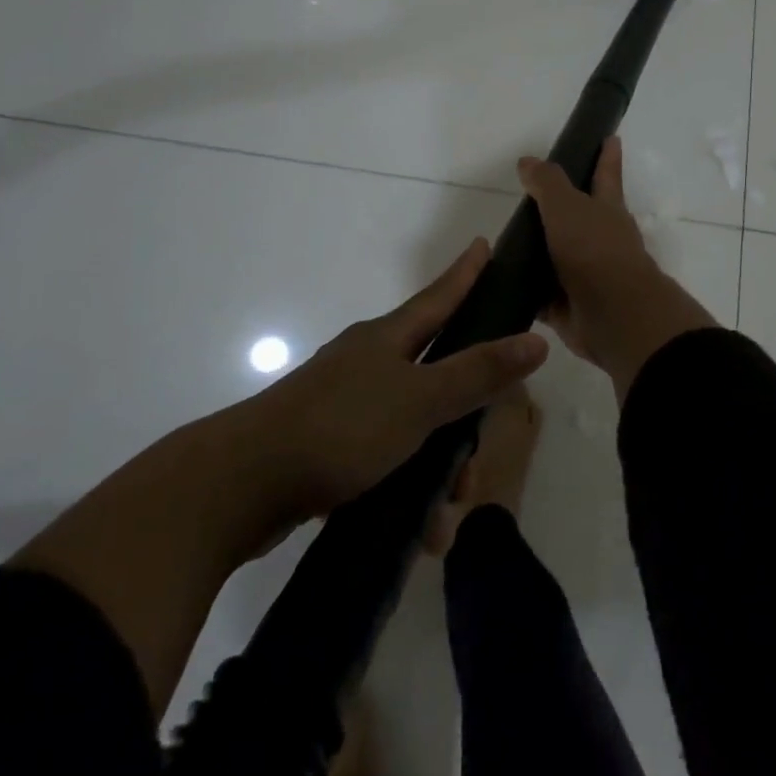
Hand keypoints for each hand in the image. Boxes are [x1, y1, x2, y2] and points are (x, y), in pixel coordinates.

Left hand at [247, 238, 548, 517]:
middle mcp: (366, 364)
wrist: (239, 485)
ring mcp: (344, 405)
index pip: (439, 297)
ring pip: (413, 428)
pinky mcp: (327, 448)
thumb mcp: (418, 401)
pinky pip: (385, 462)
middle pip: (435, 376)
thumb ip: (478, 373)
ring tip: (443, 517)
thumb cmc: (339, 428)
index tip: (485, 245)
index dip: (466, 273)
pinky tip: (416, 530)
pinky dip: (405, 490)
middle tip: (474, 466)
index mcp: (386, 340)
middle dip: (464, 421)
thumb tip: (536, 340)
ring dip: (436, 470)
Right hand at [519, 136, 717, 399]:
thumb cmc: (594, 250)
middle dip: (561, 208)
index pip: (606, 174)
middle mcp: (599, 240)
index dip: (607, 156)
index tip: (612, 137)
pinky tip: (500, 284)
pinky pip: (539, 294)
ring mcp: (585, 274)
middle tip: (530, 197)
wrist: (613, 315)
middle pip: (578, 217)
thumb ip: (547, 183)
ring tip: (504, 241)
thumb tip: (528, 161)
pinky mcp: (568, 306)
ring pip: (557, 256)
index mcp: (606, 210)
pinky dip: (524, 289)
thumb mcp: (567, 206)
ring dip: (537, 251)